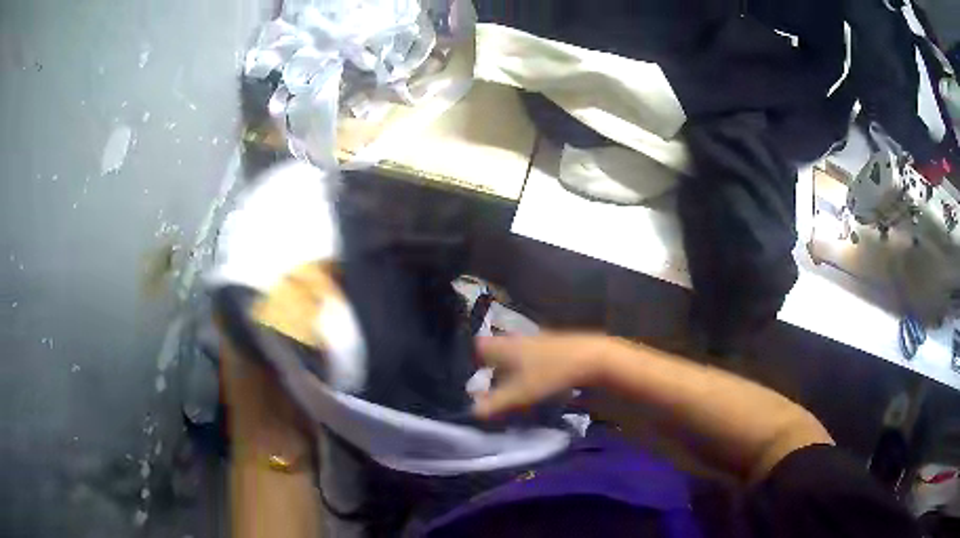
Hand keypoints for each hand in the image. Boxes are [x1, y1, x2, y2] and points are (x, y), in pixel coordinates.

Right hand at [472, 333, 612, 418]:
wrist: (593, 359)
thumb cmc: (550, 374)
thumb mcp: (520, 393)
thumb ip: (495, 403)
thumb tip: (472, 411)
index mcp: (505, 346)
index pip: (479, 347)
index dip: (472, 361)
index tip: (472, 378)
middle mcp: (518, 339)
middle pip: (497, 351)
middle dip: (492, 369)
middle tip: (491, 389)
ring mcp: (537, 340)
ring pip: (516, 354)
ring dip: (512, 370)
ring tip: (513, 391)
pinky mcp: (554, 345)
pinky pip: (532, 357)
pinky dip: (529, 370)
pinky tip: (537, 384)